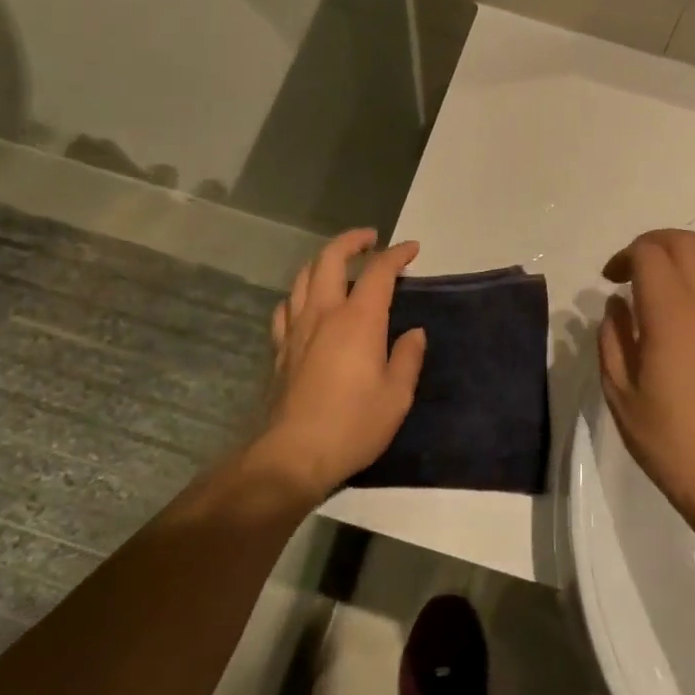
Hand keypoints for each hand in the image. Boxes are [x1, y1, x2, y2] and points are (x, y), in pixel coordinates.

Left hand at [251, 229, 426, 498]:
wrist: (294, 454)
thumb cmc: (354, 424)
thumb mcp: (397, 395)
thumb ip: (407, 357)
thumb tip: (414, 333)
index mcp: (358, 320)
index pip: (379, 271)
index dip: (397, 254)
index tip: (412, 249)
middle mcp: (324, 313)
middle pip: (330, 259)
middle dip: (352, 241)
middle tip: (370, 240)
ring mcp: (296, 329)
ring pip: (302, 277)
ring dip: (322, 261)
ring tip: (339, 264)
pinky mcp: (280, 349)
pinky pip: (285, 307)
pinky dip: (299, 294)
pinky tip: (305, 303)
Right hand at [598, 230, 694, 529]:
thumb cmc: (666, 436)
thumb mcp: (619, 391)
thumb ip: (612, 338)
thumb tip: (617, 303)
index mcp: (670, 315)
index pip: (649, 253)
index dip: (624, 256)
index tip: (609, 280)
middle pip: (684, 242)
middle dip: (652, 244)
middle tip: (629, 271)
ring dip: (682, 254)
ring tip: (660, 282)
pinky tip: (684, 307)